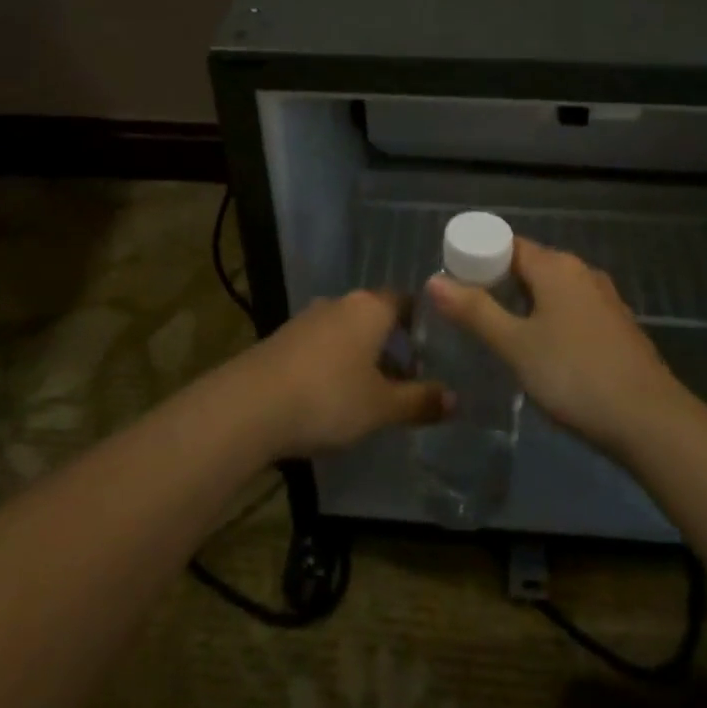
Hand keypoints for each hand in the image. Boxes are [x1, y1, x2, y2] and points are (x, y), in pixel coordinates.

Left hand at [239, 291, 451, 458]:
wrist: (250, 405)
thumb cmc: (328, 397)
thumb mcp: (381, 407)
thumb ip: (419, 401)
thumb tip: (455, 399)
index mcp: (370, 308)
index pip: (404, 300)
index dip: (419, 322)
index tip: (430, 350)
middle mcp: (339, 303)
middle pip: (374, 316)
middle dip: (390, 344)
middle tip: (405, 379)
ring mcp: (307, 319)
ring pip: (346, 331)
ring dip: (360, 355)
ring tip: (370, 393)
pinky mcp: (282, 339)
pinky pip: (320, 345)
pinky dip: (332, 363)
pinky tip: (331, 396)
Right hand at [427, 238, 678, 455]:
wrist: (650, 421)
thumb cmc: (574, 375)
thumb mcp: (515, 345)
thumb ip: (475, 311)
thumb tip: (434, 280)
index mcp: (556, 266)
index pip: (507, 244)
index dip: (478, 257)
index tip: (454, 280)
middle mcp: (582, 272)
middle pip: (531, 265)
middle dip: (499, 281)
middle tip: (469, 310)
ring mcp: (605, 299)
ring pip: (554, 289)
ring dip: (527, 302)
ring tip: (501, 331)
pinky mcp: (619, 327)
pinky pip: (574, 309)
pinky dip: (552, 319)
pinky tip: (544, 349)